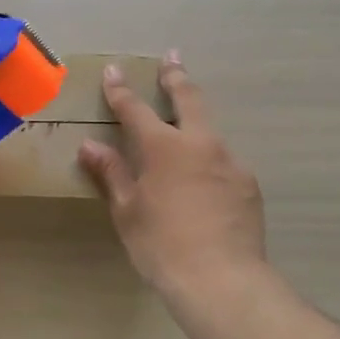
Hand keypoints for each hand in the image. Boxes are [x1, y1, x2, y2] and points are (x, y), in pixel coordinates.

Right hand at [79, 52, 266, 301]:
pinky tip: (205, 184)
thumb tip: (90, 146)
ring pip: (211, 131)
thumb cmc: (162, 246)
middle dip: (176, 76)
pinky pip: (224, 163)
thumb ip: (111, 173)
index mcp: (164, 148)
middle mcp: (201, 144)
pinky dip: (210, 162)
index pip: (135, 109)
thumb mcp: (127, 211)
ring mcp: (230, 162)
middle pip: (189, 98)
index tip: (114, 71)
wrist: (222, 280)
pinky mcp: (249, 184)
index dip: (121, 90)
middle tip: (173, 58)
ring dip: (196, 122)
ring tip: (187, 130)